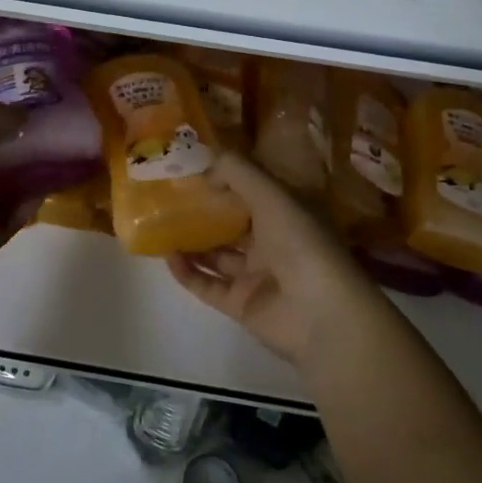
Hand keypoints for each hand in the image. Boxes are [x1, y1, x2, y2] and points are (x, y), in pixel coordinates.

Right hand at [165, 152, 383, 368]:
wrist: (322, 313)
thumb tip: (205, 170)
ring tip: (159, 225)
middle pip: (231, 224)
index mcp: (287, 213)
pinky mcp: (241, 304)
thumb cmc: (301, 242)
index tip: (192, 169)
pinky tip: (167, 256)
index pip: (253, 191)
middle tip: (168, 197)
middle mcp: (272, 242)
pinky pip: (207, 285)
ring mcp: (256, 276)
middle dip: (203, 211)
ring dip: (191, 241)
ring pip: (216, 255)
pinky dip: (187, 272)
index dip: (226, 179)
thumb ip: (237, 171)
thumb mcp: (271, 193)